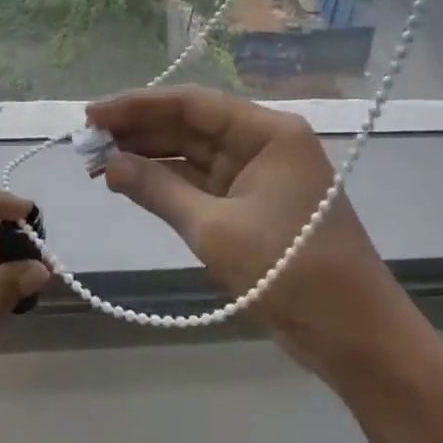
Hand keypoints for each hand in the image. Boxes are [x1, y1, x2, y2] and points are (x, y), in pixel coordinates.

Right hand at [87, 87, 401, 376]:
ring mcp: (259, 175)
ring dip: (148, 157)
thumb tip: (108, 164)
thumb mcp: (215, 231)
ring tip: (98, 160)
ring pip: (193, 154)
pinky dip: (168, 183)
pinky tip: (130, 182)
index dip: (137, 106)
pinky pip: (202, 183)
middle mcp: (264, 143)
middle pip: (190, 125)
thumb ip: (158, 191)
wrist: (356, 338)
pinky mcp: (253, 206)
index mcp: (267, 132)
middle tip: (86, 140)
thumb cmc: (290, 273)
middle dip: (138, 131)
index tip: (92, 114)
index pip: (192, 104)